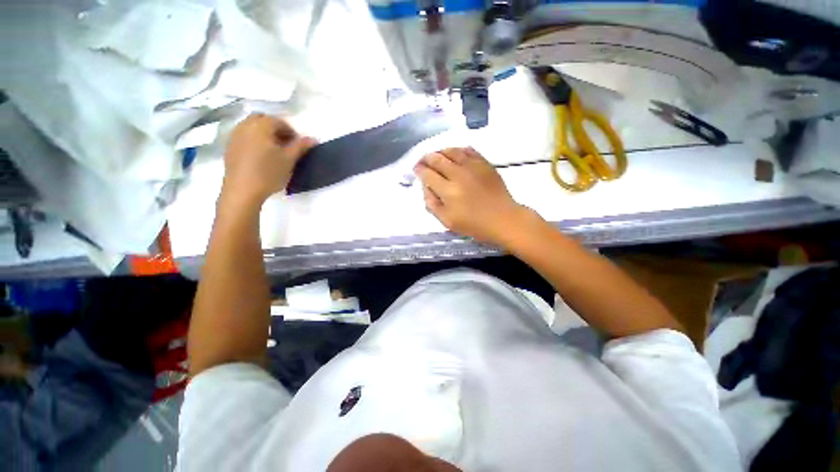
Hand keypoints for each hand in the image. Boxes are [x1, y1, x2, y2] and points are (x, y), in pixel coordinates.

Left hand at [221, 114, 316, 205]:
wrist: (243, 190)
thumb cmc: (269, 173)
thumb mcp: (289, 160)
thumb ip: (301, 146)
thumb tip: (313, 139)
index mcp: (260, 126)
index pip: (278, 121)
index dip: (291, 131)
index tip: (297, 145)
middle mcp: (245, 126)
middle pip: (262, 119)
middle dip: (275, 129)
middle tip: (285, 144)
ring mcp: (234, 136)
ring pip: (251, 127)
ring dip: (264, 133)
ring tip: (274, 151)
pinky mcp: (229, 147)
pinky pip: (244, 136)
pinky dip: (254, 140)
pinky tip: (260, 156)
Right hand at [414, 147, 530, 245]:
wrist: (503, 219)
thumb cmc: (474, 224)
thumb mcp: (447, 221)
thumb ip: (432, 204)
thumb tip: (425, 186)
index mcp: (448, 191)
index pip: (427, 174)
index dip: (419, 170)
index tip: (416, 169)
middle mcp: (458, 174)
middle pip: (437, 159)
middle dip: (426, 158)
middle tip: (423, 160)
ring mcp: (473, 167)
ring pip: (452, 151)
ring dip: (440, 151)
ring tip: (436, 155)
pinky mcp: (484, 164)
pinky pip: (468, 150)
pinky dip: (458, 150)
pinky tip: (455, 153)